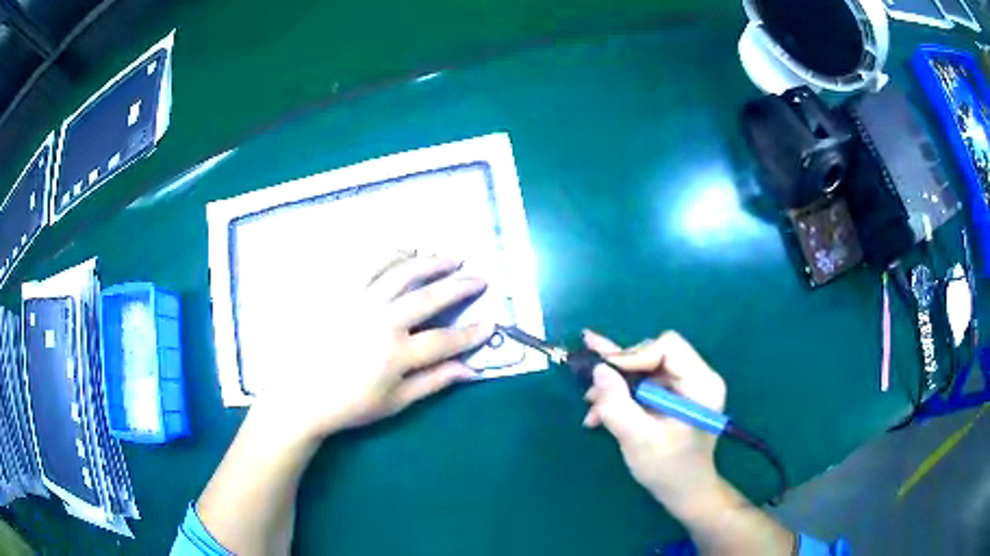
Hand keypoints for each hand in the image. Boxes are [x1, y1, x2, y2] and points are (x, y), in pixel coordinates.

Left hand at [256, 254, 493, 441]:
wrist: (300, 395)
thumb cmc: (349, 404)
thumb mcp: (395, 402)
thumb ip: (434, 382)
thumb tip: (471, 370)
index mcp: (397, 354)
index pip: (445, 340)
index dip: (472, 333)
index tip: (492, 322)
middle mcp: (382, 321)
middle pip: (429, 297)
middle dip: (460, 286)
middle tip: (480, 277)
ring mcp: (359, 302)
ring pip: (402, 273)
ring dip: (431, 262)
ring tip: (450, 256)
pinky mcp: (339, 291)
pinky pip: (367, 264)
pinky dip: (390, 254)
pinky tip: (407, 250)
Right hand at [581, 330, 727, 517]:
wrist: (684, 492)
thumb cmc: (668, 469)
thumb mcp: (638, 439)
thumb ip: (617, 404)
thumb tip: (598, 369)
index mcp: (701, 384)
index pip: (668, 347)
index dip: (635, 356)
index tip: (606, 376)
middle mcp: (697, 377)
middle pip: (654, 354)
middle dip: (620, 372)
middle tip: (592, 393)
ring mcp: (685, 386)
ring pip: (644, 368)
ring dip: (616, 385)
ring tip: (591, 404)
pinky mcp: (673, 395)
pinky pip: (644, 382)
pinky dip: (622, 393)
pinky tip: (598, 408)